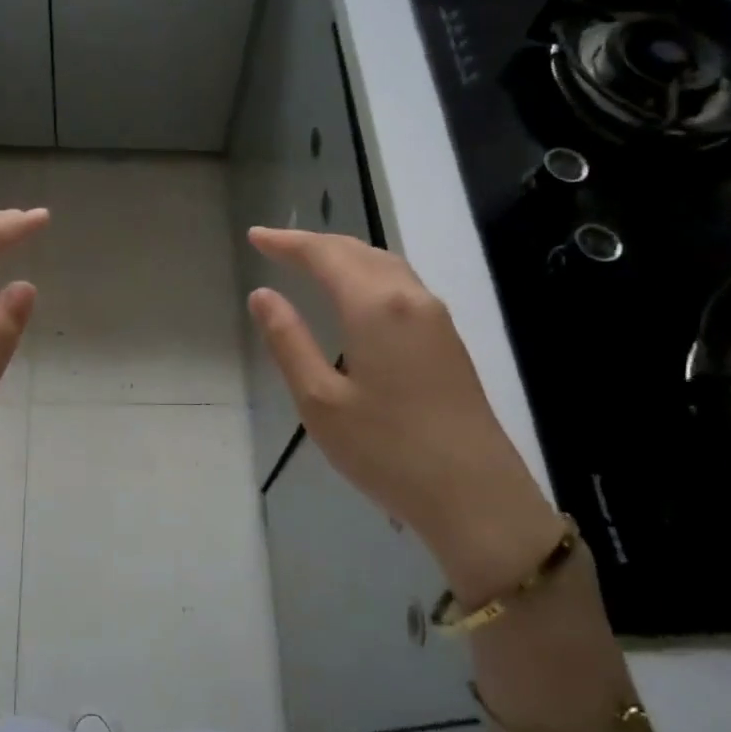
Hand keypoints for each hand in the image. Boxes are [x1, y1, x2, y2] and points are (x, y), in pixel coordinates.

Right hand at [246, 227, 562, 603]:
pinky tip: (358, 295)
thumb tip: (263, 295)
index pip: (325, 255)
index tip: (255, 237)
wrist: (475, 495)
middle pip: (358, 251)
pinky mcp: (448, 340)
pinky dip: (369, 274)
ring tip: (311, 262)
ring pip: (385, 265)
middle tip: (275, 247)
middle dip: (314, 244)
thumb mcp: (320, 401)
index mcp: (375, 306)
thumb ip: (289, 341)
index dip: (287, 243)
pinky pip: (402, 286)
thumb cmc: (386, 450)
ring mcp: (437, 318)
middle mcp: (411, 298)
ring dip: (345, 256)